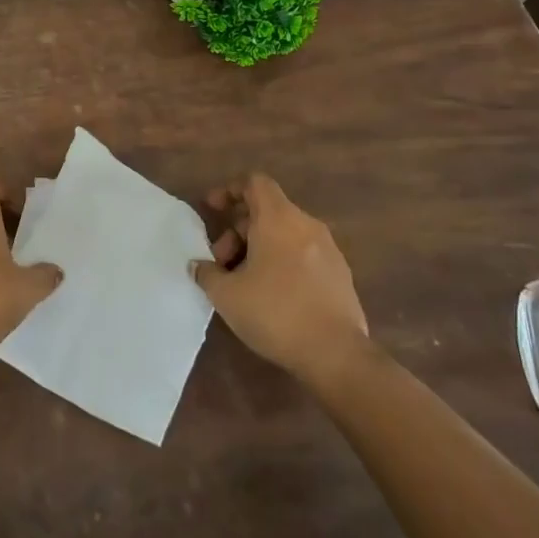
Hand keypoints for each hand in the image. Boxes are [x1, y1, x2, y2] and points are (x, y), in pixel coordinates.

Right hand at [192, 173, 369, 383]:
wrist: (336, 354)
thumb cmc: (275, 313)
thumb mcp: (226, 295)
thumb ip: (206, 273)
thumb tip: (198, 265)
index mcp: (278, 218)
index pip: (255, 183)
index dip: (230, 190)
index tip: (213, 209)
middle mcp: (306, 224)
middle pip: (267, 211)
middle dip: (239, 230)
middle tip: (222, 261)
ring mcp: (328, 249)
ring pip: (285, 234)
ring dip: (259, 248)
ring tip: (244, 282)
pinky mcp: (340, 274)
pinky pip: (303, 254)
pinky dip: (282, 262)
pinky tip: (272, 295)